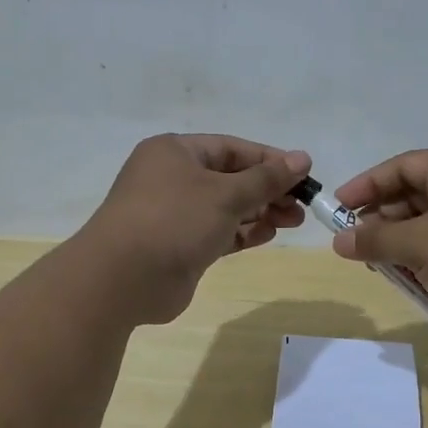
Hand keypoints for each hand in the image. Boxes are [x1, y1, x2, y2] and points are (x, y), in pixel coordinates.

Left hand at [76, 133, 310, 323]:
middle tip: (301, 206)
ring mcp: (174, 214)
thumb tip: (302, 158)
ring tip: (293, 221)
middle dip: (268, 190)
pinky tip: (268, 234)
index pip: (232, 148)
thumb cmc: (174, 220)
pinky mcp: (179, 246)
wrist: (124, 278)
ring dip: (260, 212)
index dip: (269, 160)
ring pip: (226, 207)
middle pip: (231, 178)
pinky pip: (218, 232)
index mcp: (176, 152)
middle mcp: (172, 178)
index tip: (304, 174)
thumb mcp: (226, 194)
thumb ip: (266, 178)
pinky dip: (243, 233)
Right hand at [330, 150, 427, 347]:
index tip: (338, 207)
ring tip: (382, 268)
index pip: (402, 166)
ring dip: (403, 246)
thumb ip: (376, 240)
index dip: (367, 184)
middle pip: (415, 196)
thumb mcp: (420, 246)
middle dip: (383, 221)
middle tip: (357, 244)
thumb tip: (339, 240)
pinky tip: (415, 284)